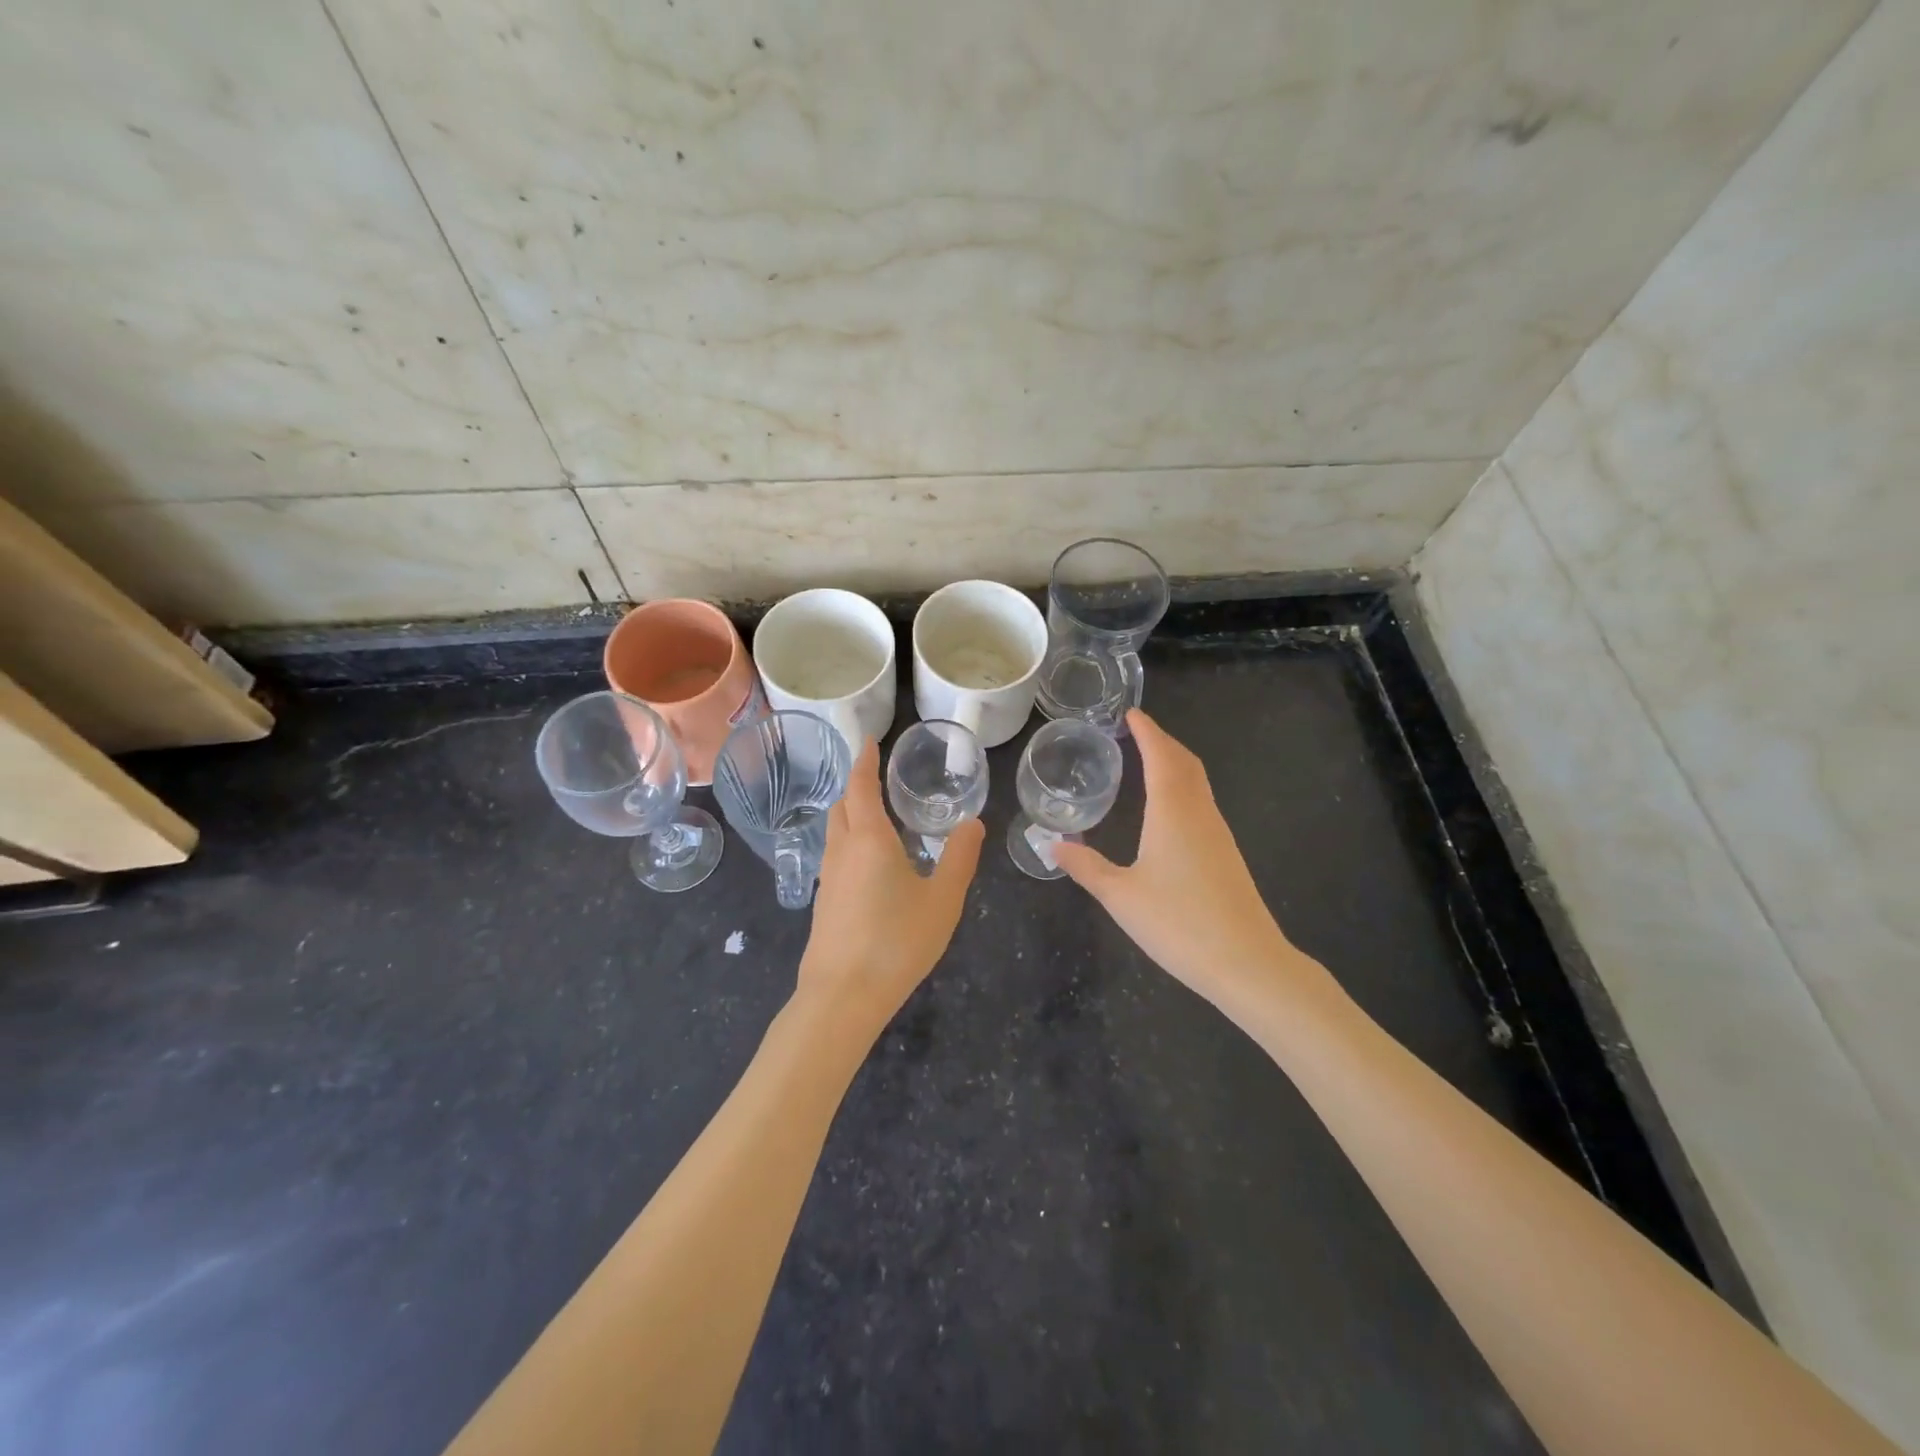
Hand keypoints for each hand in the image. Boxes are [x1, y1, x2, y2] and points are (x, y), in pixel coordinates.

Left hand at [797, 739, 983, 1031]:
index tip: (870, 742)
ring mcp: (828, 878)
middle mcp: (842, 851)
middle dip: (857, 787)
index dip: (865, 762)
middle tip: (880, 780)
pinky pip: (836, 857)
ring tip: (879, 819)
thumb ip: (960, 858)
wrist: (842, 996)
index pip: (861, 787)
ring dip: (851, 816)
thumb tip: (973, 823)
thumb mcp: (942, 899)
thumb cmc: (896, 941)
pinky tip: (872, 865)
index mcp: (869, 839)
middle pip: (842, 806)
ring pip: (835, 833)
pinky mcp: (824, 904)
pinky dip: (850, 843)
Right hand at [1053, 711, 1312, 1007]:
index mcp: (1173, 812)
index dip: (1147, 731)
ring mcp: (1218, 834)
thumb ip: (1086, 867)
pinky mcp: (1227, 855)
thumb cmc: (1178, 923)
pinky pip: (1202, 804)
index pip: (1161, 756)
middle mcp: (1200, 813)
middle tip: (1136, 732)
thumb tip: (1052, 845)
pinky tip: (1169, 810)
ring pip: (1198, 783)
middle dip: (1162, 741)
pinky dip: (1184, 788)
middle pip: (1185, 762)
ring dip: (1175, 763)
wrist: (1246, 962)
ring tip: (1149, 761)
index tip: (1132, 713)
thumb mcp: (1120, 896)